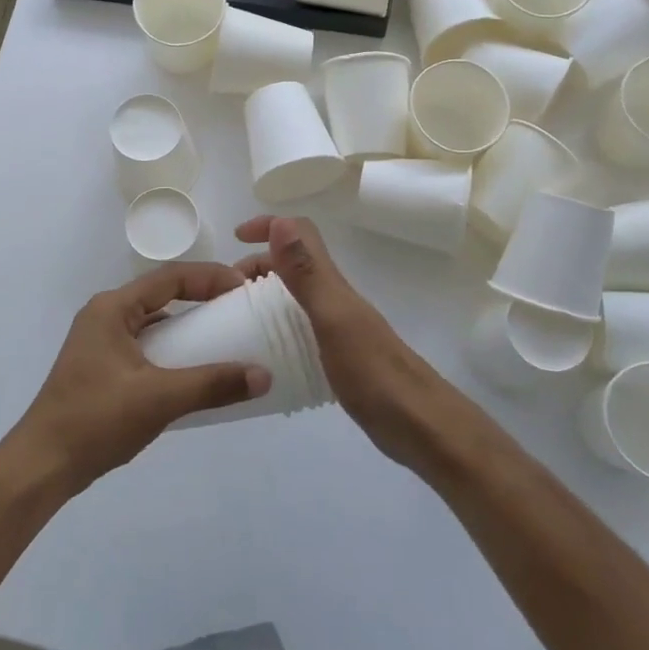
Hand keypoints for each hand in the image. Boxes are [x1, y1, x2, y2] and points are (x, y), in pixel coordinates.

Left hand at [8, 262, 269, 492]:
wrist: (42, 465)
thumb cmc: (96, 420)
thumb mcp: (159, 399)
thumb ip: (211, 385)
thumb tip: (263, 375)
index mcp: (112, 308)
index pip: (170, 278)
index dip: (210, 278)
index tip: (244, 288)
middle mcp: (105, 316)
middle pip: (162, 296)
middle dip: (202, 300)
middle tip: (241, 311)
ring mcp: (101, 342)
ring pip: (154, 323)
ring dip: (187, 328)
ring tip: (226, 339)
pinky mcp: (102, 367)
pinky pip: (146, 346)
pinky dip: (173, 352)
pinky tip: (194, 372)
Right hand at [235, 215, 473, 479]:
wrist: (421, 427)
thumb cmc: (373, 373)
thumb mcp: (332, 319)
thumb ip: (306, 273)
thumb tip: (280, 222)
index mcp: (331, 284)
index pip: (300, 234)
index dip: (268, 225)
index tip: (235, 237)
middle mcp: (335, 299)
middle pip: (293, 265)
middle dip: (257, 266)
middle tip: (227, 295)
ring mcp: (339, 328)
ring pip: (295, 297)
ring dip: (264, 297)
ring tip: (237, 324)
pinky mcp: (339, 357)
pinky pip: (300, 329)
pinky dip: (277, 329)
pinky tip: (264, 357)